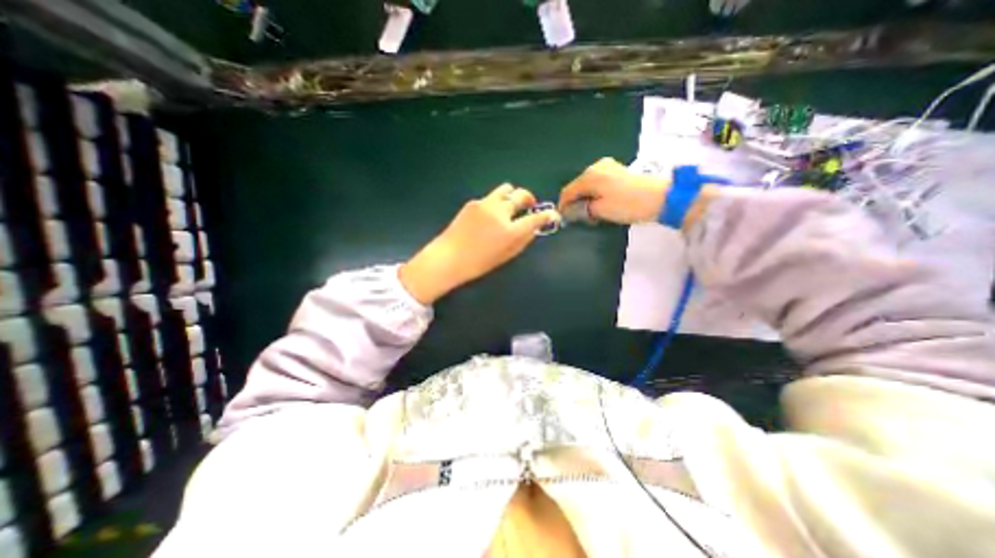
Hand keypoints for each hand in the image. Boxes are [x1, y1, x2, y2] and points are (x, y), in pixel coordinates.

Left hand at [401, 186, 558, 302]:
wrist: (448, 257)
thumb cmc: (478, 263)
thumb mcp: (506, 256)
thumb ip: (523, 241)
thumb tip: (533, 228)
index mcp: (510, 231)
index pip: (536, 218)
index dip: (547, 215)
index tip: (552, 215)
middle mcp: (500, 212)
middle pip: (521, 195)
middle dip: (529, 199)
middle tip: (529, 206)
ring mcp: (486, 204)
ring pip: (506, 189)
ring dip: (512, 196)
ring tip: (510, 206)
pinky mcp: (474, 202)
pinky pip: (491, 197)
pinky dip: (496, 203)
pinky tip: (489, 215)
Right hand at [560, 157, 666, 222]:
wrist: (661, 197)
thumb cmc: (627, 204)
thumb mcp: (600, 210)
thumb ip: (582, 210)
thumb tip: (571, 212)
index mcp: (589, 176)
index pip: (568, 191)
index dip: (562, 205)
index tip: (561, 218)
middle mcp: (596, 167)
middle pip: (577, 186)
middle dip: (574, 202)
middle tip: (576, 217)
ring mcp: (608, 166)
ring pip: (588, 184)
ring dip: (585, 198)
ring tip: (589, 212)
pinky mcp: (618, 170)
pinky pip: (598, 182)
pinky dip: (595, 192)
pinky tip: (599, 202)